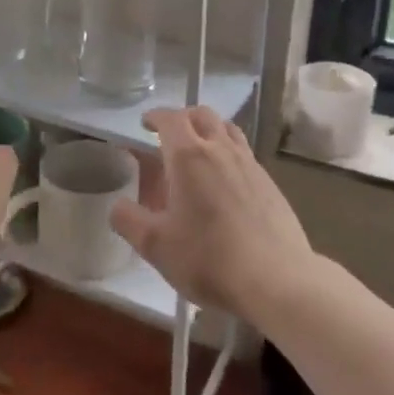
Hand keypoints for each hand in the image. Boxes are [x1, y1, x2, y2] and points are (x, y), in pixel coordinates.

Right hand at [111, 107, 316, 322]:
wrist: (276, 279)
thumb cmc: (208, 259)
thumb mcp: (155, 246)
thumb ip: (129, 221)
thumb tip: (118, 205)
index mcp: (189, 156)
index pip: (170, 118)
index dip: (155, 116)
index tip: (144, 123)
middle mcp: (221, 149)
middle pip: (202, 115)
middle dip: (183, 118)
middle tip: (169, 135)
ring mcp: (250, 164)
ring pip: (228, 130)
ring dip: (209, 130)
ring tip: (199, 151)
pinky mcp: (270, 183)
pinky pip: (244, 154)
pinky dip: (229, 154)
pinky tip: (225, 182)